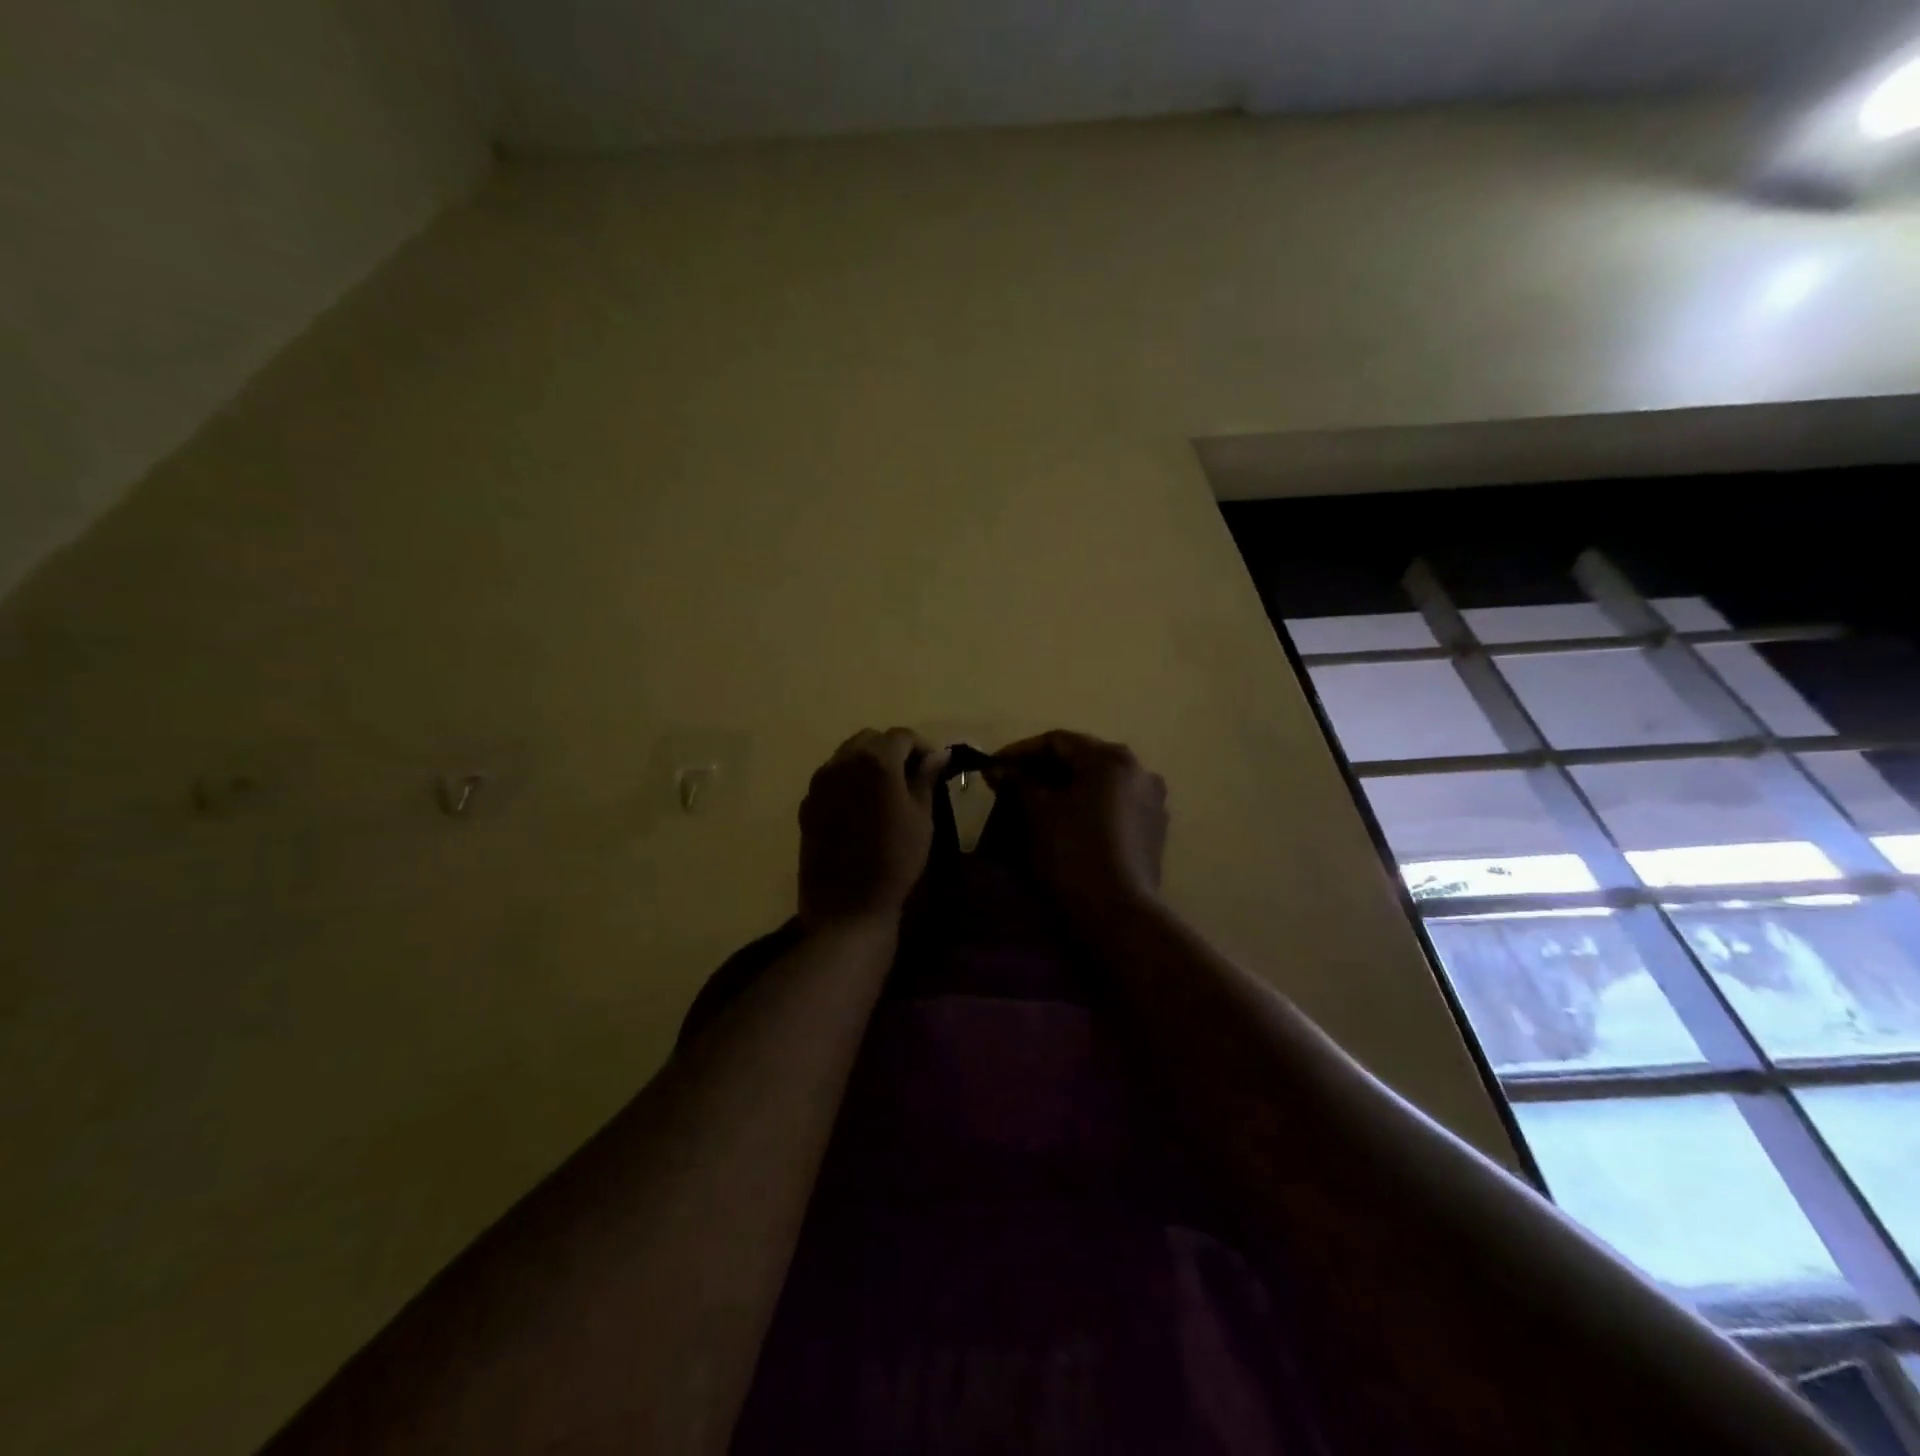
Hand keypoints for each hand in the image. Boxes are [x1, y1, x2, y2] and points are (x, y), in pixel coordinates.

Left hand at [798, 728, 948, 930]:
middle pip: (870, 740)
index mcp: (875, 761)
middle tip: (910, 776)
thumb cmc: (896, 860)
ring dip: (868, 764)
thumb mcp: (921, 818)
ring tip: (885, 791)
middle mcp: (842, 762)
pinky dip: (848, 782)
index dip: (922, 746)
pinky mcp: (806, 805)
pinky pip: (830, 780)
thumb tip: (937, 755)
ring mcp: (819, 783)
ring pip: (846, 756)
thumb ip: (925, 778)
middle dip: (892, 750)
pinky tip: (861, 810)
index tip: (934, 766)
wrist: (848, 906)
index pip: (902, 736)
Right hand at [988, 731, 1167, 920]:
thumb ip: (1016, 782)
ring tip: (1033, 806)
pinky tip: (1064, 826)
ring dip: (1065, 790)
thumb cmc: (1072, 853)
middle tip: (1009, 785)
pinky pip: (1112, 808)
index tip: (992, 767)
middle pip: (1081, 760)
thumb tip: (997, 768)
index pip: (1058, 742)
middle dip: (1042, 771)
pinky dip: (1086, 809)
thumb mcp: (1036, 813)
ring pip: (1098, 785)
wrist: (1116, 916)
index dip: (1020, 751)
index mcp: (1112, 759)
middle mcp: (1139, 771)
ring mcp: (1151, 803)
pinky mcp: (1154, 833)